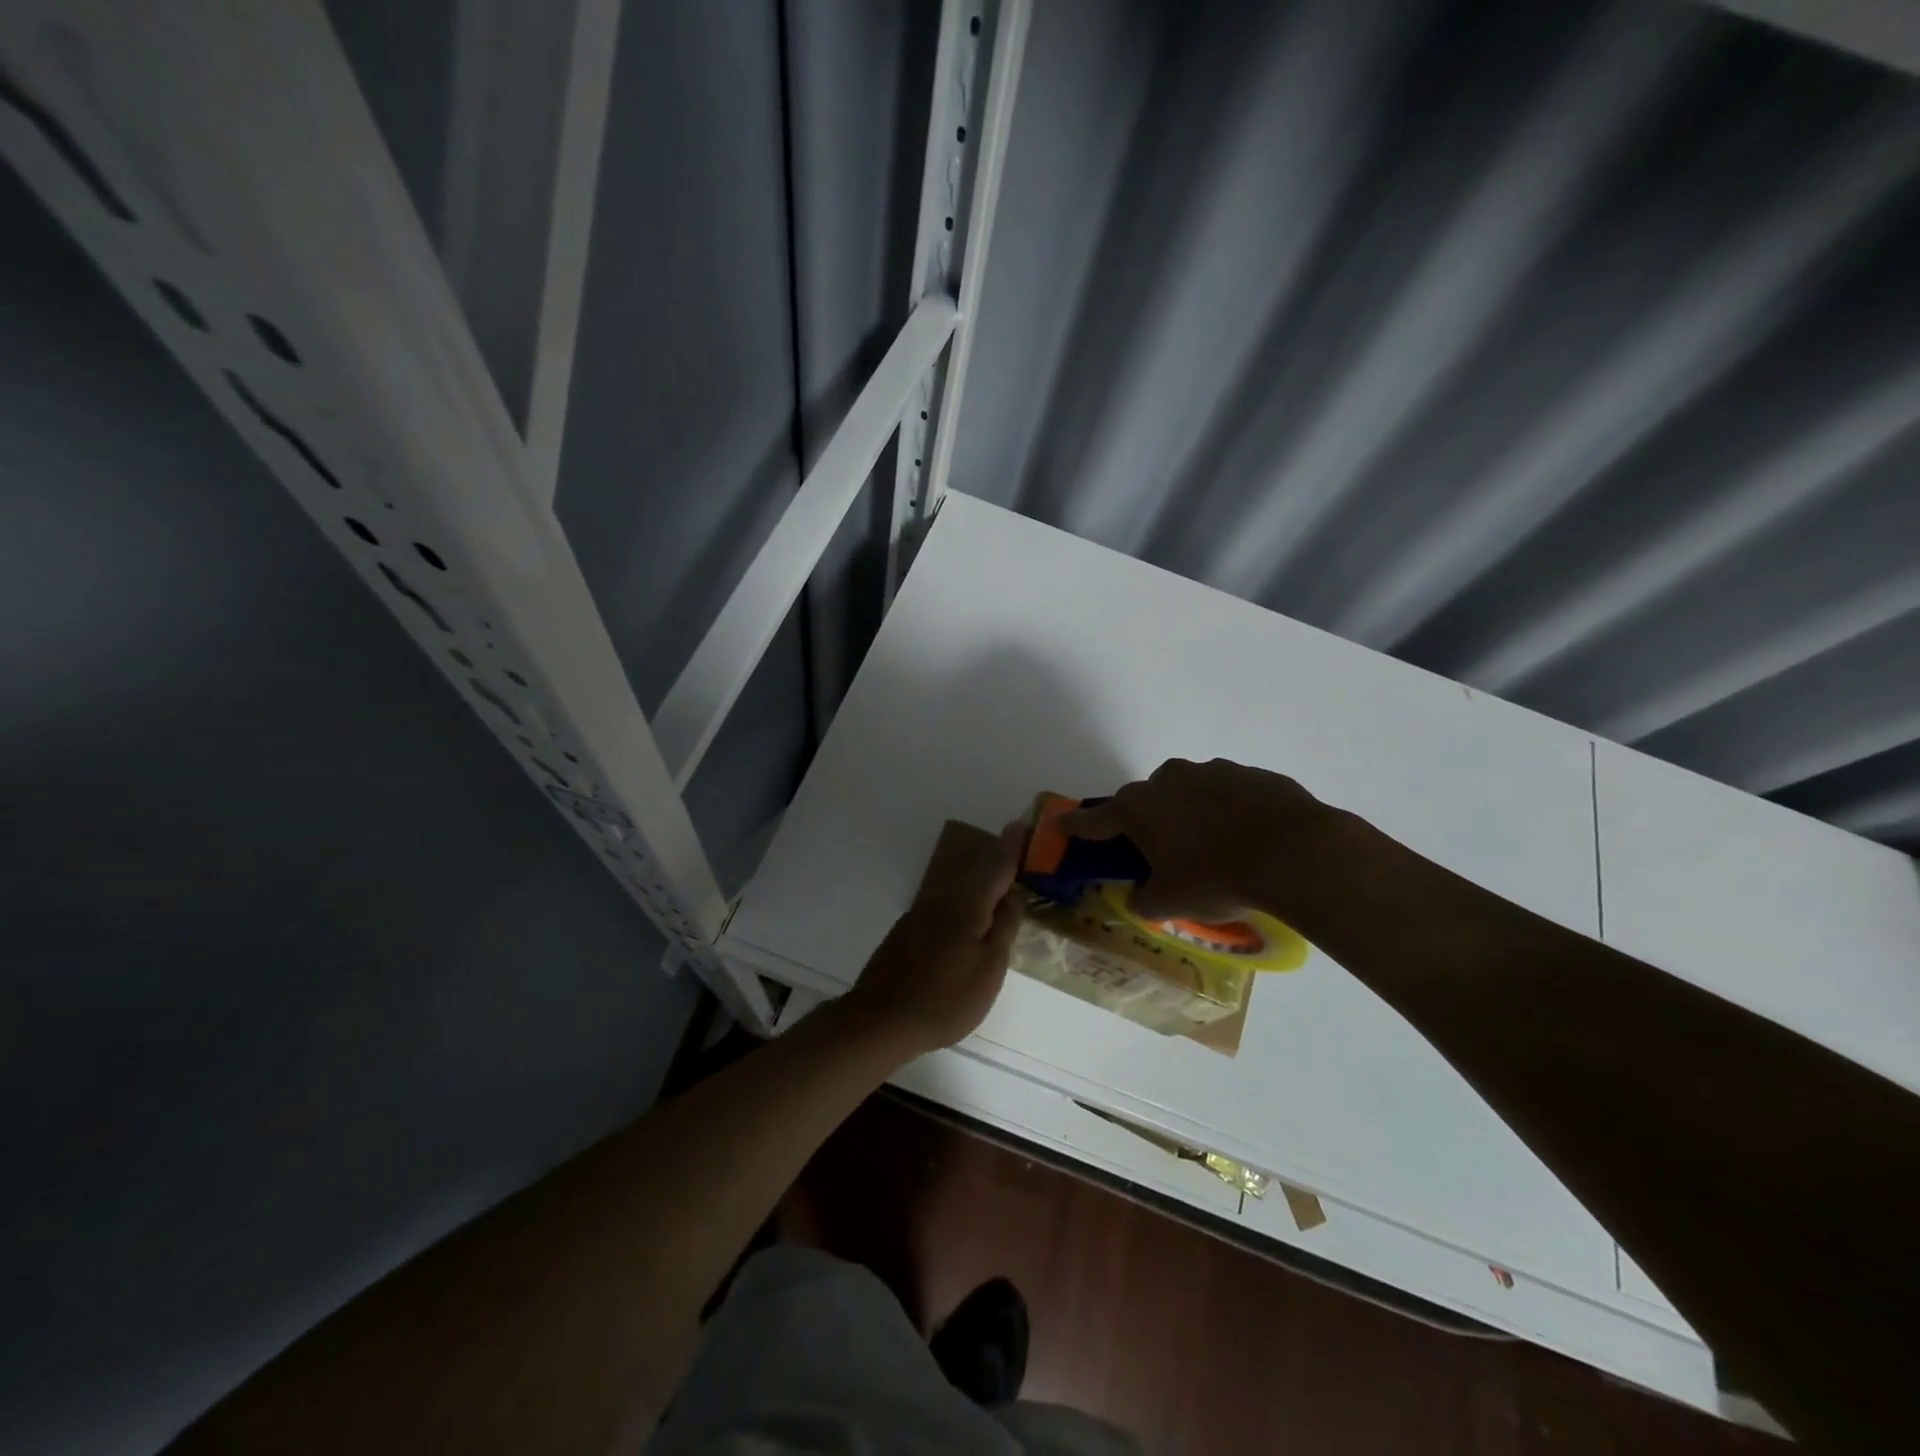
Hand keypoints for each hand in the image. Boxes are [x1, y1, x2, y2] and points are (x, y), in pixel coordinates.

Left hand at [842, 820, 1023, 1058]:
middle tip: (1017, 847)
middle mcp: (943, 898)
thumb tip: (1013, 895)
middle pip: (975, 869)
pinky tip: (970, 911)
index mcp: (967, 903)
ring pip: (958, 883)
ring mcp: (922, 912)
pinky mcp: (909, 929)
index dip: (1013, 847)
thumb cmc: (946, 998)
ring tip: (1000, 877)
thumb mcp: (989, 968)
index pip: (997, 866)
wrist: (882, 1019)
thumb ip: (1003, 928)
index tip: (1024, 826)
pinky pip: (945, 899)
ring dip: (979, 875)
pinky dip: (964, 895)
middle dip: (996, 856)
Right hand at [1062, 758, 1327, 921]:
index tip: (1061, 824)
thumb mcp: (1171, 902)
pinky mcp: (1252, 775)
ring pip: (1189, 792)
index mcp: (1140, 808)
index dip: (1077, 826)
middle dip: (1146, 821)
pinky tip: (1247, 838)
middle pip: (1145, 799)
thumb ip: (1144, 900)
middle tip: (1159, 851)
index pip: (1096, 819)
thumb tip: (1140, 897)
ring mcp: (1213, 772)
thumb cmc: (1216, 877)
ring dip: (1189, 813)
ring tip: (1212, 847)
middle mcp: (1170, 780)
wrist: (1295, 852)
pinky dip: (1228, 811)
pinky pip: (1229, 794)